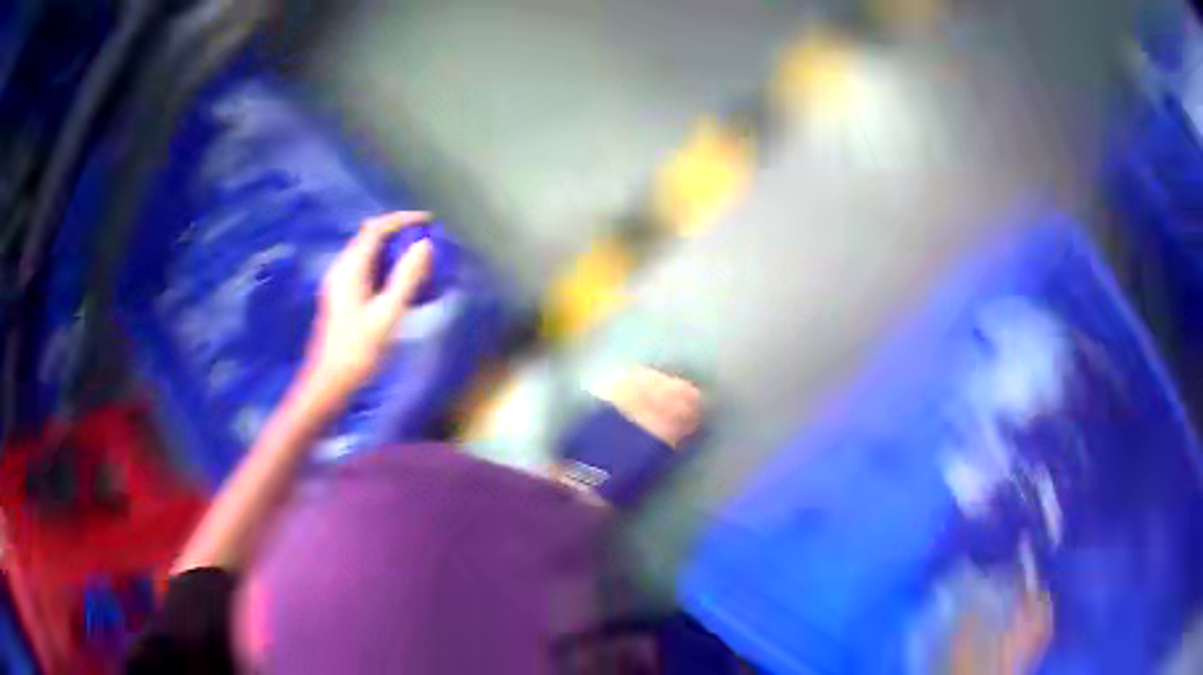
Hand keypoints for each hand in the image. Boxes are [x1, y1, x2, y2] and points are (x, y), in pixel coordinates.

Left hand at [301, 211, 433, 400]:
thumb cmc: (357, 351)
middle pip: (370, 237)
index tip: (429, 221)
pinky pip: (366, 270)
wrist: (329, 384)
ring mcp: (339, 284)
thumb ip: (406, 278)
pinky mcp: (342, 298)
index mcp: (349, 269)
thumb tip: (424, 245)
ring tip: (420, 260)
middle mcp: (341, 270)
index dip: (402, 220)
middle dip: (399, 233)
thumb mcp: (387, 315)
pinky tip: (401, 283)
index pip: (375, 229)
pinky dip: (386, 267)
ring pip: (368, 254)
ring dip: (393, 251)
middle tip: (427, 241)